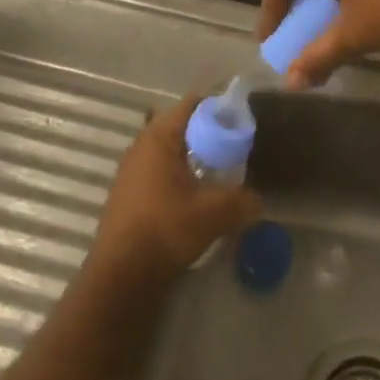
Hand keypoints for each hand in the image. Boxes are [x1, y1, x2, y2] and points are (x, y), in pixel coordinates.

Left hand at [88, 93, 262, 286]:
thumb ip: (241, 201)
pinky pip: (160, 170)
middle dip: (209, 135)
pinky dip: (179, 175)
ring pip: (170, 150)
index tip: (241, 122)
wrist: (121, 274)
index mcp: (159, 136)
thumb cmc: (166, 230)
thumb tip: (258, 199)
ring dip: (193, 158)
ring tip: (219, 175)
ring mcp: (132, 168)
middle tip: (235, 150)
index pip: (193, 104)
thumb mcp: (213, 214)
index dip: (219, 108)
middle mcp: (142, 144)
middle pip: (182, 126)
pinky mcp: (129, 190)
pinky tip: (195, 197)